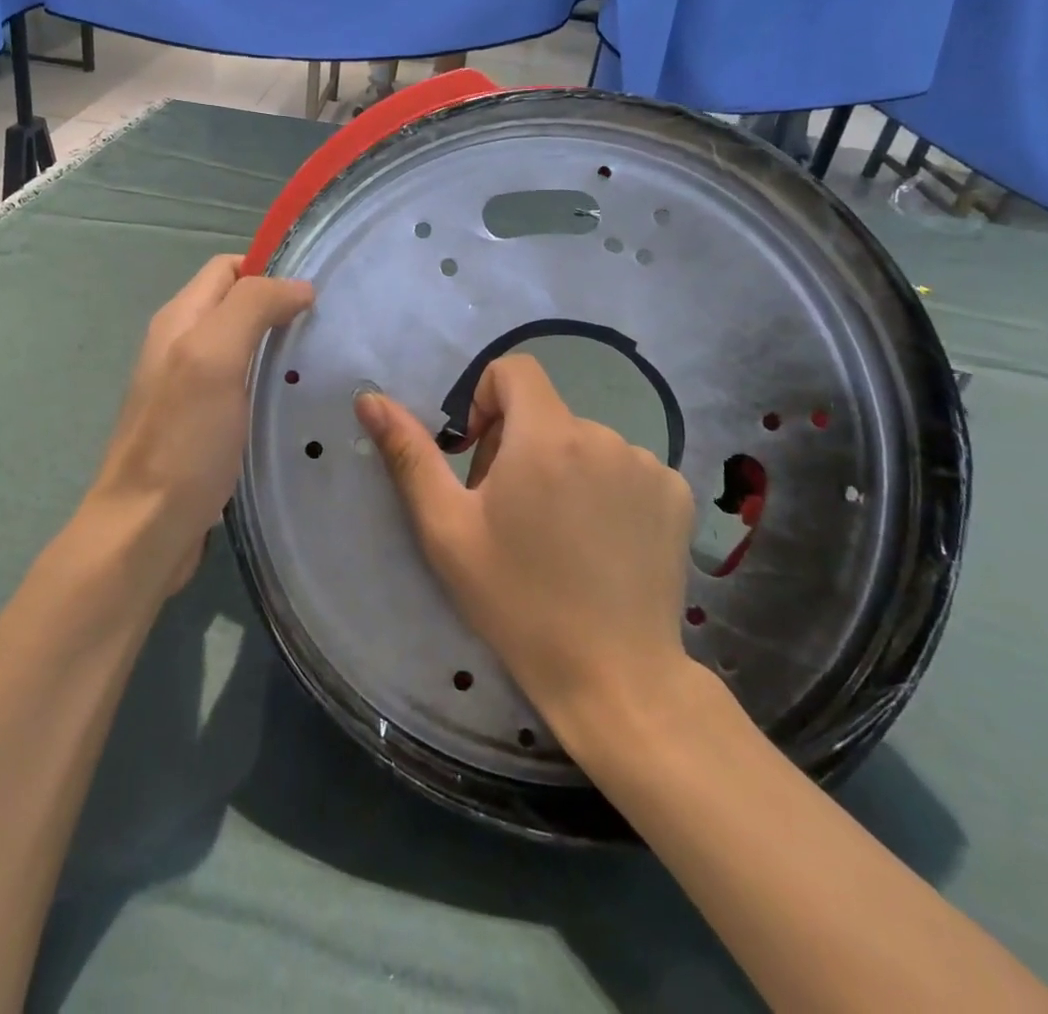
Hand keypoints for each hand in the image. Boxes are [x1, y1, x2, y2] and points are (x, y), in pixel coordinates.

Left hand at [83, 255, 312, 600]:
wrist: (146, 529)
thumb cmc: (183, 440)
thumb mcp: (214, 358)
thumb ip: (251, 308)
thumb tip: (298, 286)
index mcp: (180, 320)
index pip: (228, 268)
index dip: (271, 270)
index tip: (317, 294)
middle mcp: (181, 346)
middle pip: (237, 306)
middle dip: (280, 308)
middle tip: (329, 330)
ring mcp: (191, 389)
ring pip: (243, 348)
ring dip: (279, 349)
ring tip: (322, 364)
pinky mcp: (203, 426)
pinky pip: (243, 387)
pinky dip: (270, 385)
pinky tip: (296, 404)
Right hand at [354, 354, 696, 750]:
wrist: (614, 677)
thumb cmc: (517, 600)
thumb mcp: (446, 528)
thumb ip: (409, 454)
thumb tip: (370, 399)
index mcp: (546, 435)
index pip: (514, 370)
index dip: (486, 401)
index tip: (478, 457)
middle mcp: (604, 435)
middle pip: (546, 414)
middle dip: (518, 447)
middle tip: (509, 515)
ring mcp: (649, 466)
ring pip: (584, 444)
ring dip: (562, 470)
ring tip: (556, 538)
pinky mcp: (677, 496)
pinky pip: (626, 469)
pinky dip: (605, 490)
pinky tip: (600, 545)